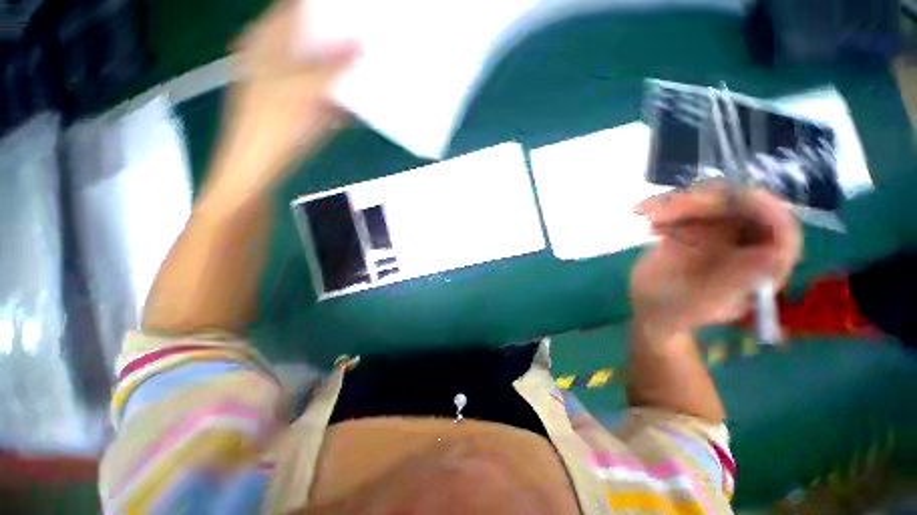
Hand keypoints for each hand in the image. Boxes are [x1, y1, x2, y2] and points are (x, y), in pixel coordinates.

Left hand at [207, 0, 357, 199]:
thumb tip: (361, 45)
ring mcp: (292, 82)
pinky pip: (327, 92)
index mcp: (268, 40)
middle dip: (341, 36)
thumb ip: (331, 67)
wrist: (257, 169)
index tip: (355, 9)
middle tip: (371, 34)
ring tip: (373, 62)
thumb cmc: (270, 125)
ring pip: (323, 66)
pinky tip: (363, 97)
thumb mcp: (301, 90)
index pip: (298, 8)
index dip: (325, 6)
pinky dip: (343, 94)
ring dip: (345, 67)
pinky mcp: (303, 105)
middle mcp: (279, 56)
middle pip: (313, 37)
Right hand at [630, 181, 800, 341]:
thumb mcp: (703, 303)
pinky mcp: (693, 227)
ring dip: (678, 202)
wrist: (649, 308)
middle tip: (670, 206)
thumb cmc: (676, 313)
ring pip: (709, 202)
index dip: (767, 209)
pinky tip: (643, 213)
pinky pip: (683, 206)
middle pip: (740, 208)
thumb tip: (774, 253)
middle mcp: (745, 245)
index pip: (781, 231)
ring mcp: (717, 234)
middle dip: (707, 202)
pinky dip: (661, 205)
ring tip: (649, 214)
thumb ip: (735, 282)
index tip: (739, 196)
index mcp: (760, 267)